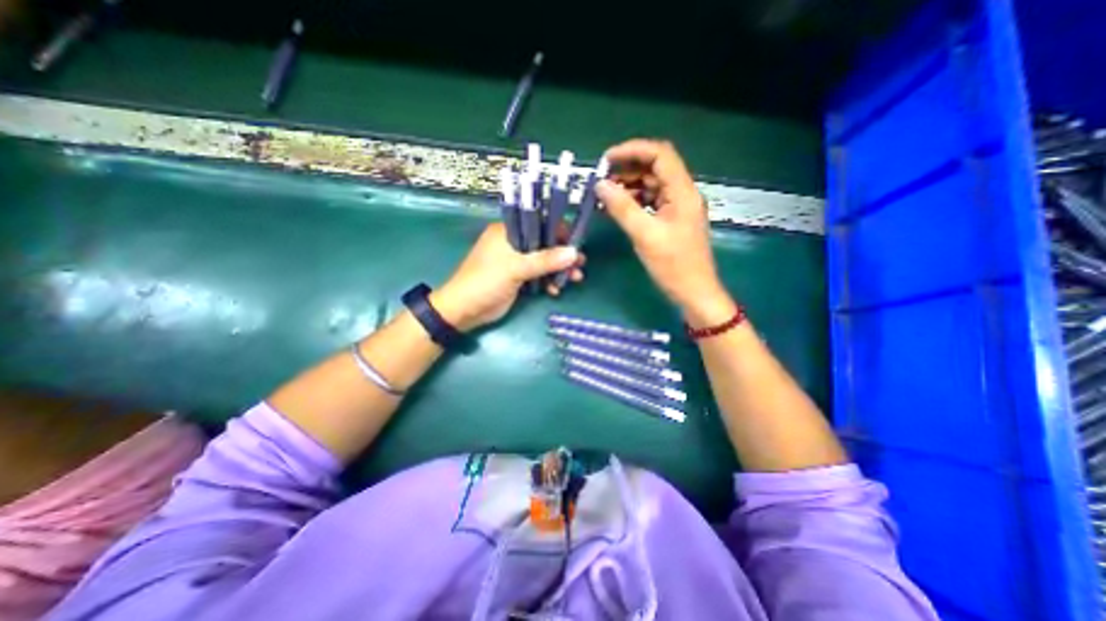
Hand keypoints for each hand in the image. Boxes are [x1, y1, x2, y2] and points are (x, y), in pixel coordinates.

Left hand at [432, 222, 586, 330]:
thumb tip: (574, 253)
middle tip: (580, 264)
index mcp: (507, 231)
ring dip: (558, 270)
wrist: (464, 311)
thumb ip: (545, 260)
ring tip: (576, 279)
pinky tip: (556, 290)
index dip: (558, 232)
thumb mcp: (515, 268)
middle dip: (562, 254)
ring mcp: (515, 262)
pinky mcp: (517, 278)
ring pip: (543, 261)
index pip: (538, 223)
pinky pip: (538, 275)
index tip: (575, 243)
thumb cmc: (485, 282)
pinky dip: (548, 281)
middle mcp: (513, 243)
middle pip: (544, 243)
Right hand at [597, 139, 731, 323]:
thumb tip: (600, 185)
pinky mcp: (671, 220)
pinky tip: (616, 209)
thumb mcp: (645, 235)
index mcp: (683, 192)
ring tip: (604, 196)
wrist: (694, 292)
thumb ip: (622, 208)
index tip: (607, 159)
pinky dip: (633, 202)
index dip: (633, 150)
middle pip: (654, 168)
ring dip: (628, 186)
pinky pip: (650, 202)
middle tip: (601, 180)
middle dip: (627, 169)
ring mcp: (677, 207)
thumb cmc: (674, 266)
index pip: (660, 155)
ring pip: (651, 185)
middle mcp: (682, 193)